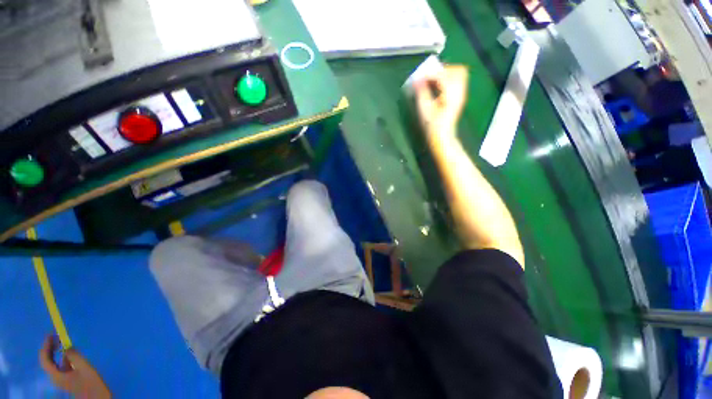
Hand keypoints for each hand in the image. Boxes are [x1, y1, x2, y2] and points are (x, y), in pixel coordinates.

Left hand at [39, 335, 110, 398]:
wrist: (96, 397)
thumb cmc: (90, 383)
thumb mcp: (84, 368)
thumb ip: (74, 356)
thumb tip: (67, 347)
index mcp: (56, 375)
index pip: (45, 359)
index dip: (46, 346)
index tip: (50, 334)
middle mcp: (55, 377)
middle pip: (48, 361)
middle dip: (50, 348)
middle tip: (56, 336)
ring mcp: (61, 379)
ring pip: (55, 363)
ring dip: (56, 352)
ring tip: (63, 342)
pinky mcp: (67, 379)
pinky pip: (61, 366)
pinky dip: (63, 357)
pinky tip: (70, 353)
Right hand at [414, 65, 468, 141]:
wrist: (442, 136)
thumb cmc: (432, 126)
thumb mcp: (424, 110)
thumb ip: (421, 93)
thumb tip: (417, 79)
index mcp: (451, 95)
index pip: (443, 76)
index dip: (430, 74)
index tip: (420, 78)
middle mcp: (459, 92)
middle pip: (457, 70)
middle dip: (441, 71)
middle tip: (429, 77)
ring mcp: (461, 94)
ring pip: (459, 73)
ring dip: (446, 73)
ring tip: (433, 80)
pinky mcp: (460, 96)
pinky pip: (458, 80)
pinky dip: (448, 78)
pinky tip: (438, 86)